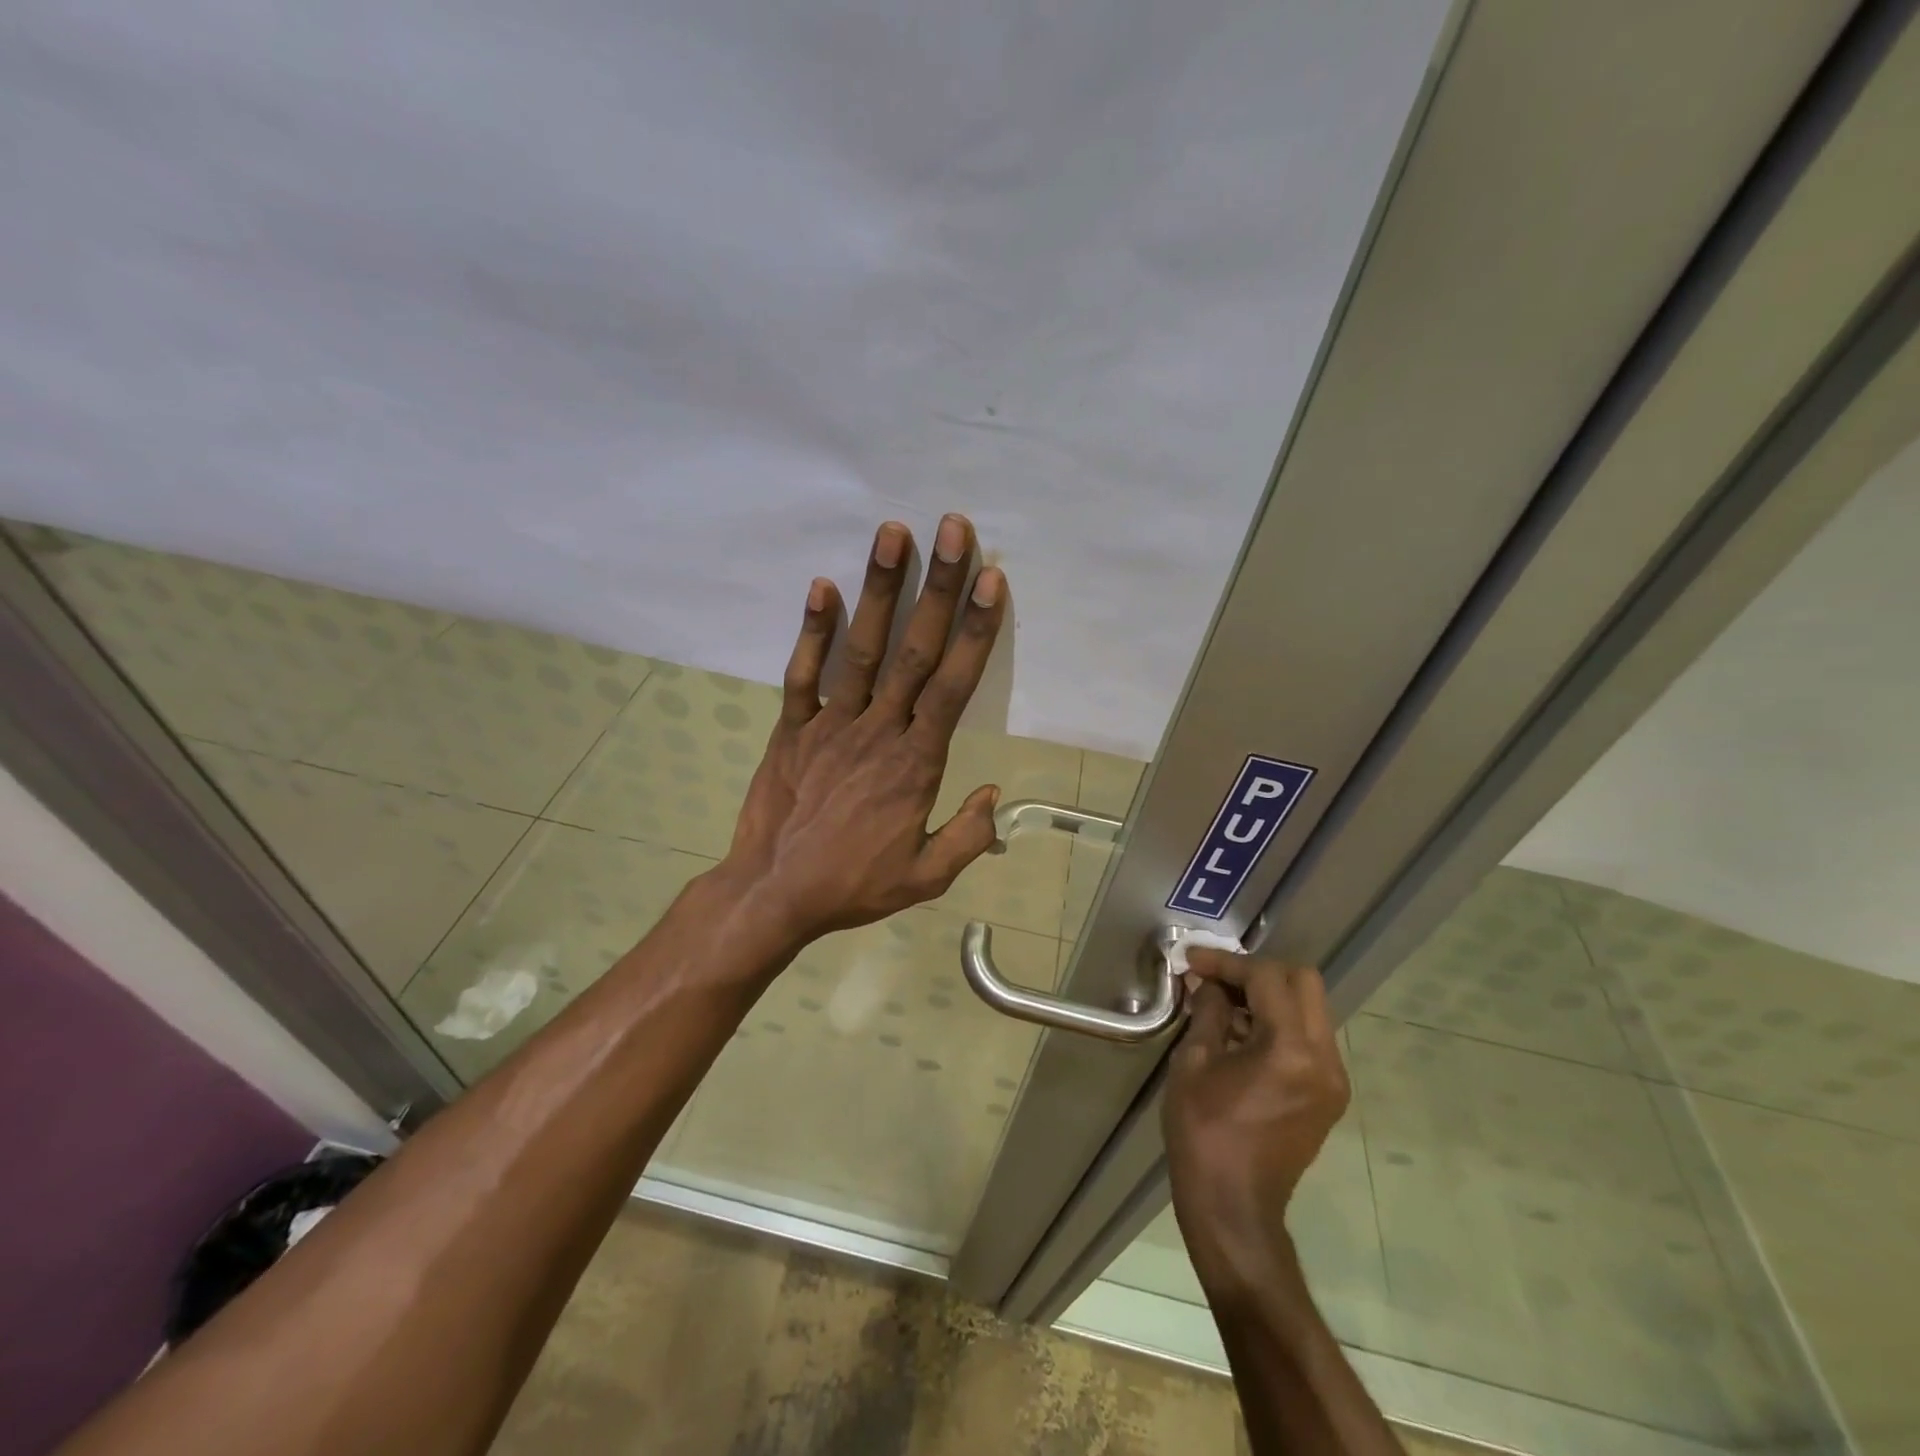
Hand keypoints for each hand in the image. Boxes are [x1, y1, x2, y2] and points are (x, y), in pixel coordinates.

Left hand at [720, 514, 1006, 952]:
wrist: (773, 895)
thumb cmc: (853, 886)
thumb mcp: (925, 879)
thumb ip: (968, 837)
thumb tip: (995, 794)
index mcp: (916, 763)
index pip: (953, 686)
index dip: (974, 631)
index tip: (991, 580)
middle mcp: (878, 730)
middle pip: (914, 650)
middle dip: (938, 587)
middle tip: (953, 529)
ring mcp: (830, 724)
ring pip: (862, 649)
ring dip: (878, 590)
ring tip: (892, 533)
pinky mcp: (791, 728)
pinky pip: (803, 674)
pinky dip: (812, 631)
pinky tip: (822, 586)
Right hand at [1163, 950, 1349, 1295]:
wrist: (1233, 1207)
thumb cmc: (1204, 1133)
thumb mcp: (1194, 1063)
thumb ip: (1209, 1012)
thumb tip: (1209, 983)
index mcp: (1291, 1050)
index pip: (1267, 978)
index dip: (1227, 963)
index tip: (1193, 962)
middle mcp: (1324, 1059)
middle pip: (1303, 982)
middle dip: (1257, 972)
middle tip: (1216, 978)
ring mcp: (1333, 1079)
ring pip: (1309, 1008)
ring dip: (1269, 996)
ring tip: (1224, 1003)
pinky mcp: (1328, 1094)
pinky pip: (1308, 1037)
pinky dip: (1278, 1022)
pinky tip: (1241, 1032)